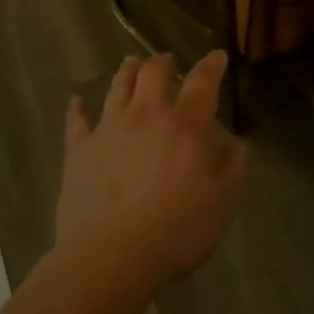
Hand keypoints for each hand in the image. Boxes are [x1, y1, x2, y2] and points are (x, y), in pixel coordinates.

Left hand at [56, 51, 247, 293]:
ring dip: (127, 72)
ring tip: (132, 64)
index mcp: (184, 125)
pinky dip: (77, 109)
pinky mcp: (79, 150)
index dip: (212, 66)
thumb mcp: (221, 204)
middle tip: (167, 61)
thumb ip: (232, 169)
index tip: (217, 56)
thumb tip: (237, 145)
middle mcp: (146, 115)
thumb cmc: (175, 231)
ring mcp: (108, 129)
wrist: (109, 256)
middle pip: (153, 72)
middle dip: (163, 62)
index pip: (202, 82)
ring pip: (118, 87)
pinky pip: (77, 121)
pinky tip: (76, 102)